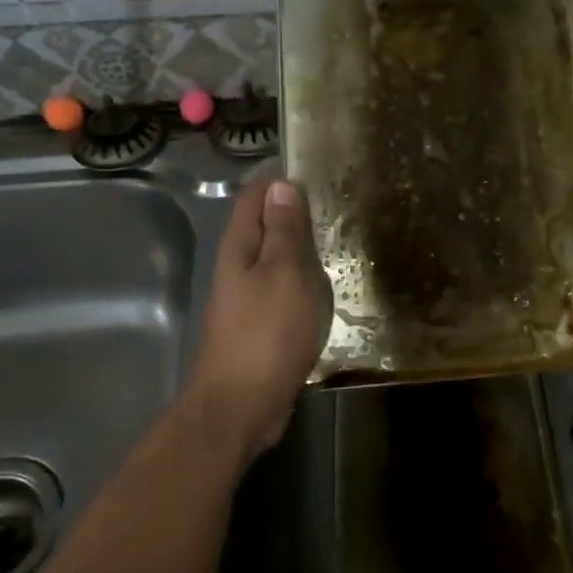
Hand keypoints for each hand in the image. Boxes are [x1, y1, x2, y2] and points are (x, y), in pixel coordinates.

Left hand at [187, 177, 332, 467]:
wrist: (240, 406)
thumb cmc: (267, 333)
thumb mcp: (285, 273)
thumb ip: (284, 231)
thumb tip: (281, 185)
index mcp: (239, 246)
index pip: (255, 195)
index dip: (280, 178)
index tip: (315, 167)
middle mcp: (237, 266)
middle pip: (263, 225)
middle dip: (292, 209)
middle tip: (334, 201)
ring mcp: (245, 297)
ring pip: (273, 258)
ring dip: (298, 245)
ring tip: (335, 237)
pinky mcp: (257, 324)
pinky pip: (281, 288)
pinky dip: (300, 278)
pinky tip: (322, 286)